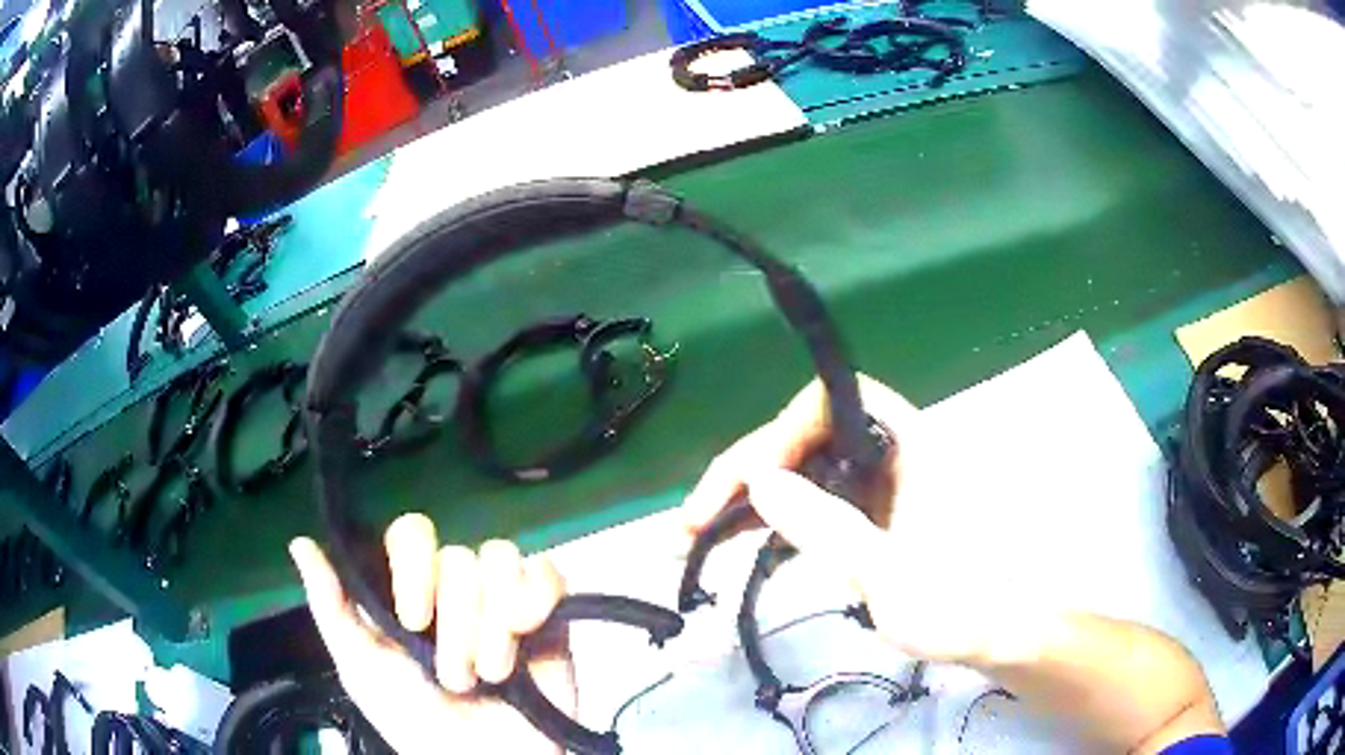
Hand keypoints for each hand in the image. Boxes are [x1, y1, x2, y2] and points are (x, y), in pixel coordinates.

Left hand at [289, 516, 573, 754]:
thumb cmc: (415, 721)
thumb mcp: (362, 669)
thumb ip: (332, 608)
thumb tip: (299, 544)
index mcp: (413, 591)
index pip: (412, 534)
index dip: (412, 566)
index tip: (411, 620)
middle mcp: (458, 588)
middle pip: (459, 556)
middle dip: (456, 622)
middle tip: (454, 676)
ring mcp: (506, 599)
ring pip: (500, 561)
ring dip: (491, 628)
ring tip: (490, 676)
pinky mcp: (550, 614)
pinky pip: (547, 574)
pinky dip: (534, 599)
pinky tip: (525, 634)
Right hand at [681, 375, 1043, 665]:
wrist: (1002, 634)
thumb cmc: (962, 605)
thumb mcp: (891, 575)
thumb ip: (827, 528)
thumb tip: (758, 481)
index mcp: (906, 445)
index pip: (828, 403)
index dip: (780, 433)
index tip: (749, 488)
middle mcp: (889, 453)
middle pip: (804, 437)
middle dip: (745, 474)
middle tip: (692, 523)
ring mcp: (879, 486)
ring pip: (803, 471)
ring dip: (749, 499)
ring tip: (695, 534)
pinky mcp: (873, 516)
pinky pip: (814, 502)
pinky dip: (775, 519)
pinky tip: (741, 541)